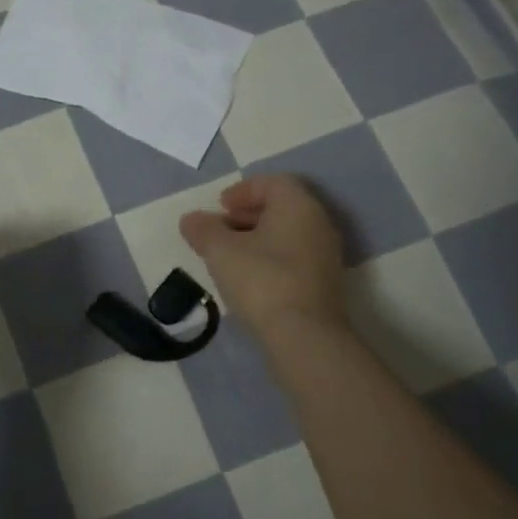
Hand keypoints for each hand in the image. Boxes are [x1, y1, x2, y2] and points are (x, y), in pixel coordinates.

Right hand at [180, 176, 346, 339]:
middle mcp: (318, 223)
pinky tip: (250, 278)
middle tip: (221, 228)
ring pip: (288, 233)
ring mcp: (326, 254)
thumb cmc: (261, 279)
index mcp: (298, 205)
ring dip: (258, 237)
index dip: (243, 190)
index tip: (220, 206)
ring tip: (229, 255)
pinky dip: (272, 257)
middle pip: (282, 206)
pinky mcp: (325, 282)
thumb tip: (191, 220)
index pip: (273, 182)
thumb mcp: (220, 250)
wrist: (304, 336)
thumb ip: (203, 229)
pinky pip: (295, 256)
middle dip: (248, 214)